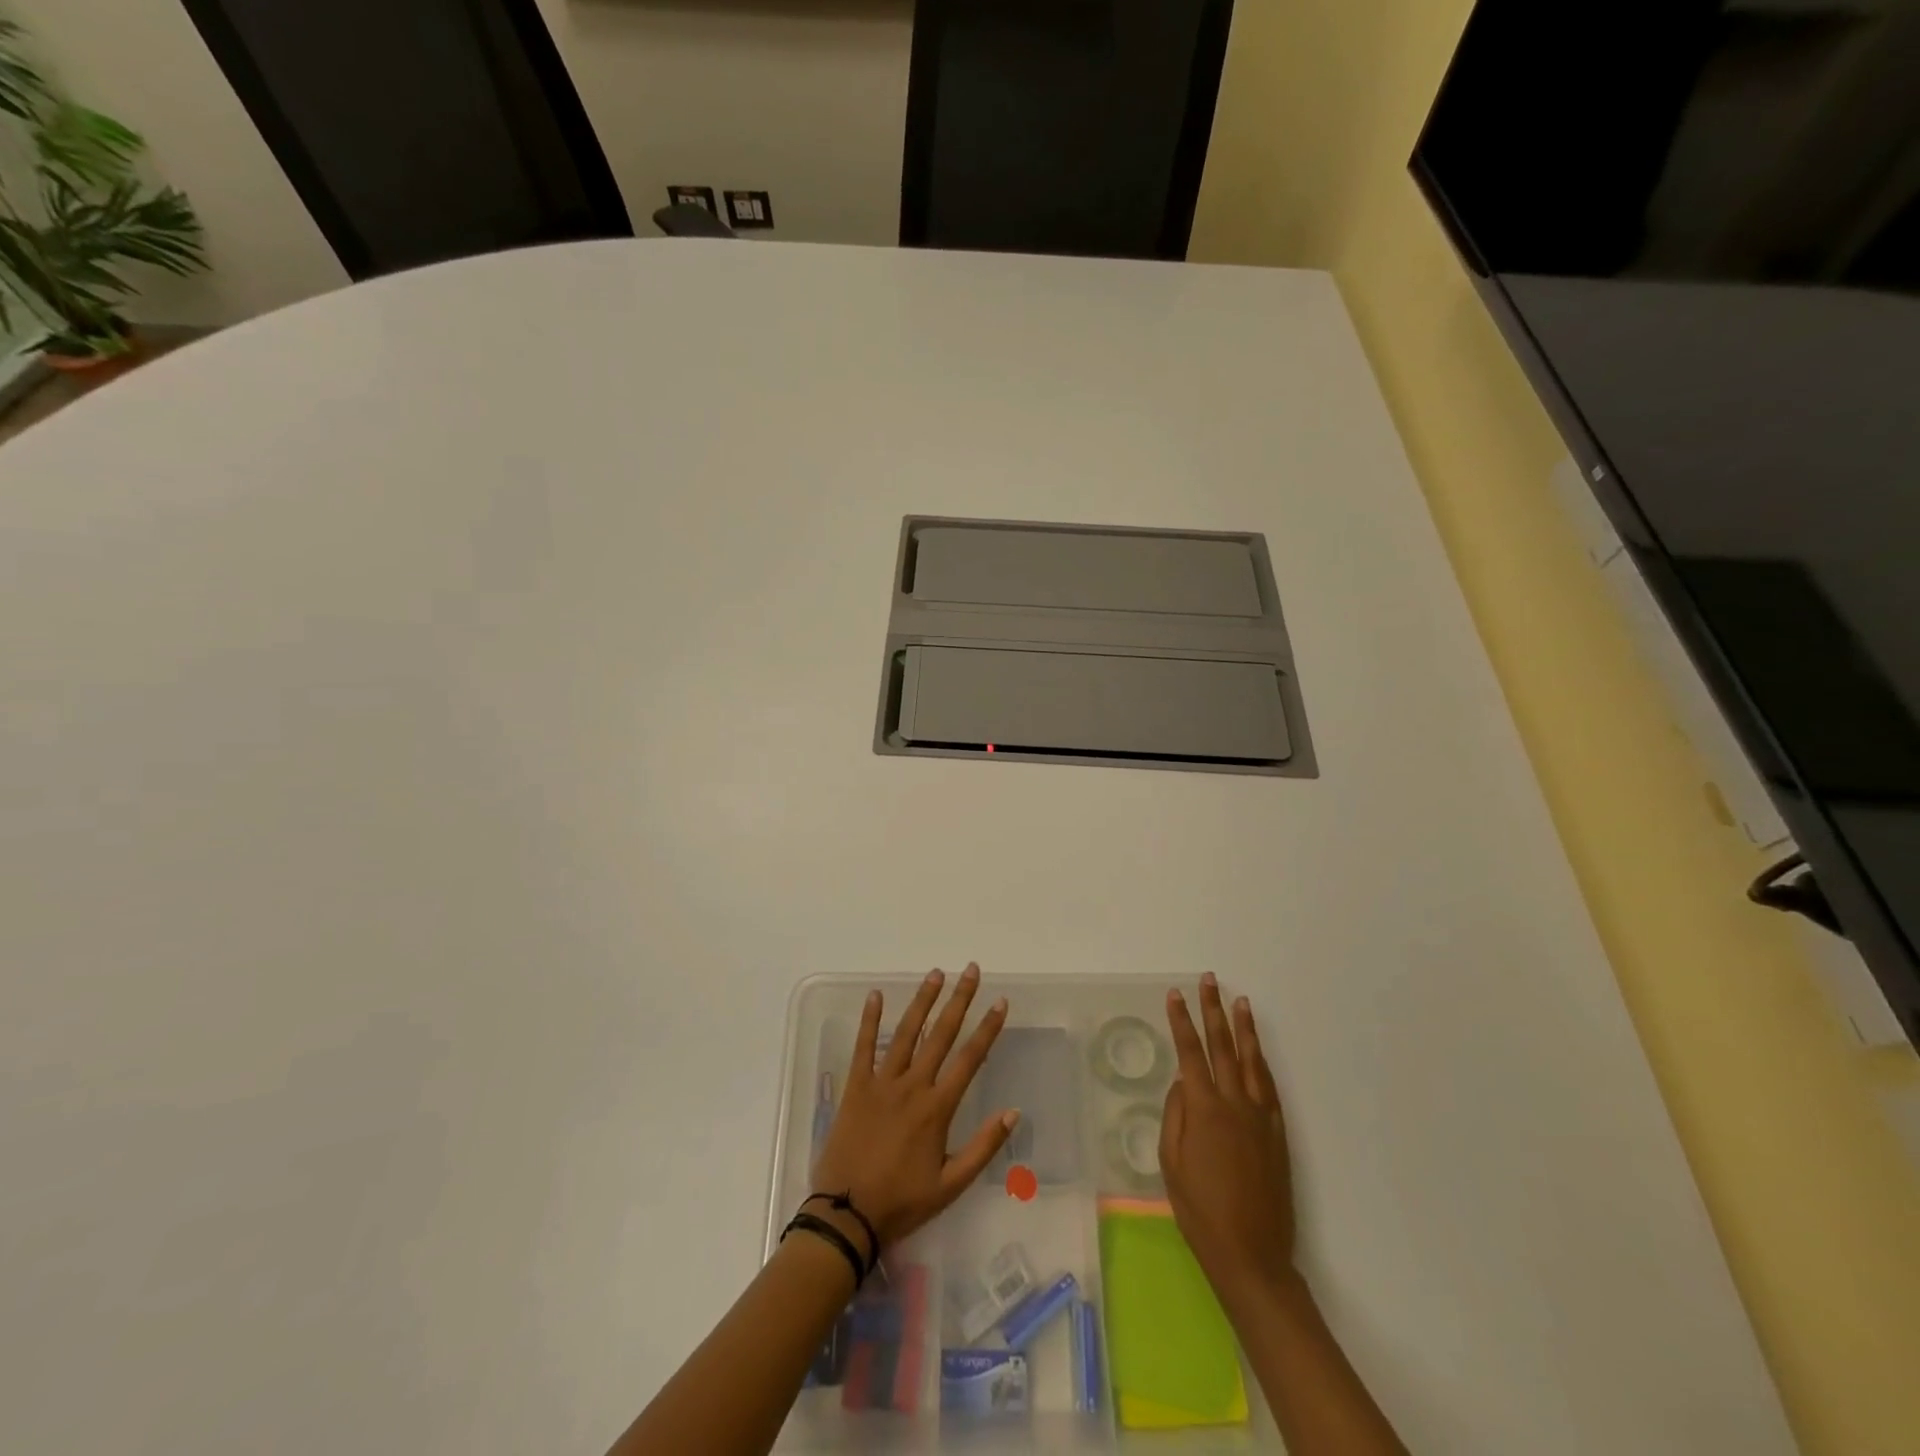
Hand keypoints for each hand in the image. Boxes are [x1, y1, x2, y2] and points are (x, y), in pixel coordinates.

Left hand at [811, 964, 1016, 1250]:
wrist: (846, 1215)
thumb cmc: (901, 1202)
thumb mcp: (951, 1184)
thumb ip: (983, 1147)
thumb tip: (1013, 1112)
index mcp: (937, 1108)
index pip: (969, 1059)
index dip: (987, 1029)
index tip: (1000, 1002)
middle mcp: (912, 1086)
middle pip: (940, 1035)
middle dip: (959, 1000)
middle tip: (971, 970)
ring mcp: (881, 1083)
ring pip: (906, 1033)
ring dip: (922, 1001)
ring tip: (936, 974)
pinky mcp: (855, 1087)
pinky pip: (863, 1047)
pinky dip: (869, 1020)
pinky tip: (876, 995)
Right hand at [1159, 975, 1296, 1300]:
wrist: (1250, 1253)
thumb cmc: (1200, 1210)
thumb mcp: (1171, 1162)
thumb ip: (1175, 1115)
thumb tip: (1183, 1082)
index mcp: (1204, 1109)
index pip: (1190, 1052)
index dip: (1181, 1021)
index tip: (1174, 994)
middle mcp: (1235, 1104)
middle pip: (1223, 1046)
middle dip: (1213, 1010)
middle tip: (1209, 981)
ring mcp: (1261, 1117)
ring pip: (1252, 1061)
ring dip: (1244, 1028)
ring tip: (1239, 1001)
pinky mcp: (1278, 1134)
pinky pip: (1270, 1088)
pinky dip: (1263, 1063)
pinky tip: (1258, 1051)